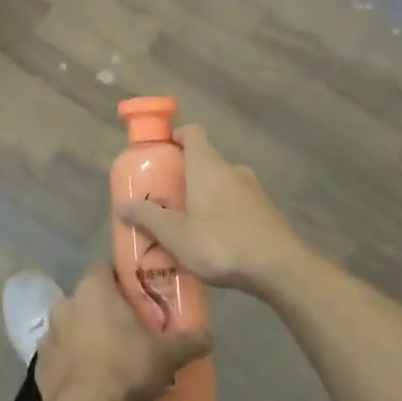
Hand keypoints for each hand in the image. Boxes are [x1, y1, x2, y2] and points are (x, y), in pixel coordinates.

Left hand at [37, 265, 210, 400]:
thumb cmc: (125, 368)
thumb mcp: (167, 355)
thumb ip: (189, 341)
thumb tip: (208, 336)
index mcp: (93, 289)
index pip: (105, 268)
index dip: (122, 279)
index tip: (139, 296)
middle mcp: (66, 303)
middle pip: (90, 297)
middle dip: (107, 309)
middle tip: (131, 330)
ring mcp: (49, 333)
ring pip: (74, 325)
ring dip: (89, 334)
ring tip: (112, 357)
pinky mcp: (40, 362)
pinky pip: (63, 353)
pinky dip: (75, 360)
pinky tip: (92, 379)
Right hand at [114, 125, 309, 297]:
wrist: (280, 267)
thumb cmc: (221, 243)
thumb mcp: (176, 234)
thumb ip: (148, 218)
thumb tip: (122, 205)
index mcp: (208, 166)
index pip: (193, 132)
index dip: (175, 136)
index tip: (160, 153)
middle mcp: (233, 170)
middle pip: (204, 161)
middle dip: (184, 175)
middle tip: (164, 199)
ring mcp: (254, 190)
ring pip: (222, 184)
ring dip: (204, 197)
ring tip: (186, 225)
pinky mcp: (266, 212)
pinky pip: (236, 204)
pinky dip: (222, 213)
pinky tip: (214, 241)